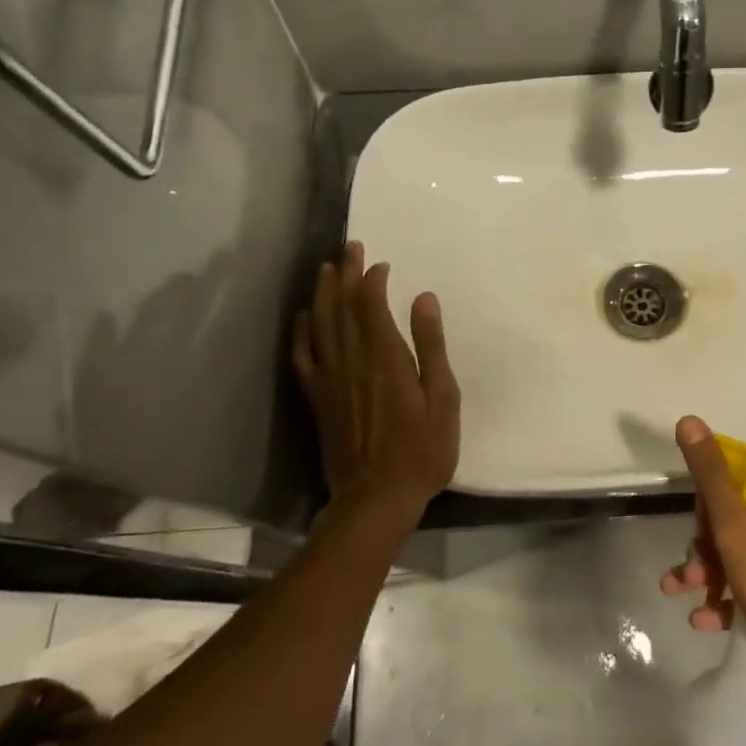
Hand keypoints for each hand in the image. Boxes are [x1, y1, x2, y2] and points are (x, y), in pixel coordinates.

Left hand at [293, 242, 460, 523]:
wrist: (376, 498)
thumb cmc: (422, 450)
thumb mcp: (443, 397)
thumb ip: (431, 346)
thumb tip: (424, 298)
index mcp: (385, 357)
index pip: (371, 304)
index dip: (372, 278)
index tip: (379, 261)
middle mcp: (352, 360)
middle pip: (343, 307)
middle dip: (345, 273)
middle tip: (348, 247)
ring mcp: (330, 379)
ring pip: (321, 325)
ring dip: (323, 293)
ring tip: (326, 269)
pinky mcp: (318, 399)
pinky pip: (304, 357)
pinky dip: (302, 332)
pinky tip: (305, 317)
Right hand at [659, 415, 745, 705]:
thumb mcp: (738, 531)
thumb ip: (712, 477)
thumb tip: (690, 419)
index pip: (740, 472)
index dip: (709, 495)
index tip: (693, 524)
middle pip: (740, 513)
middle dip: (705, 541)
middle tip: (687, 570)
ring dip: (710, 571)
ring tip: (682, 593)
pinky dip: (733, 595)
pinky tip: (706, 620)